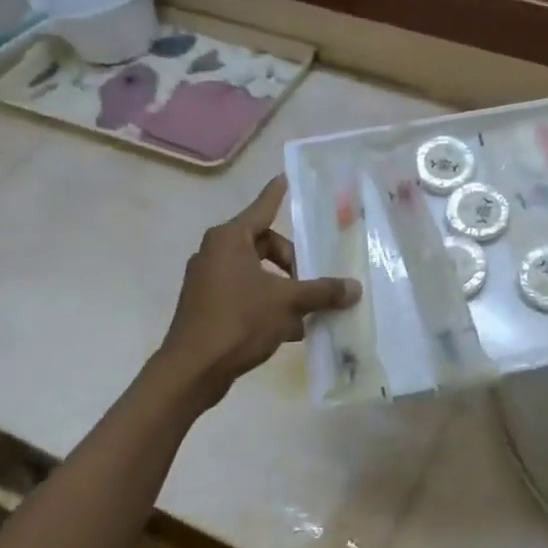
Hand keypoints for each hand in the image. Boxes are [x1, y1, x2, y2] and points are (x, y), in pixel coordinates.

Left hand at [156, 176, 359, 402]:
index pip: (262, 208)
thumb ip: (322, 291)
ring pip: (256, 273)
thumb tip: (354, 288)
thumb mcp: (287, 303)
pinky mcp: (206, 305)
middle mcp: (215, 252)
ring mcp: (207, 280)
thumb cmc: (239, 322)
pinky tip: (289, 329)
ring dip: (283, 288)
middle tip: (312, 283)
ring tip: (306, 311)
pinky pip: (245, 293)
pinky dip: (267, 303)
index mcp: (229, 239)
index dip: (277, 194)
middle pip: (264, 245)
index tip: (285, 177)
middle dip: (292, 263)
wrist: (192, 369)